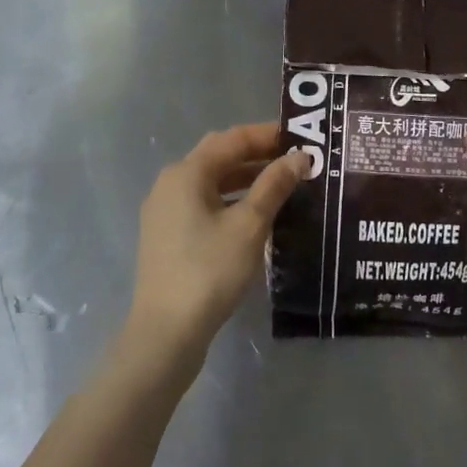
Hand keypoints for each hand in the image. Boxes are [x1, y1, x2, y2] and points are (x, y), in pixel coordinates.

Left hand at [125, 123, 305, 368]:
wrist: (166, 332)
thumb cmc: (210, 271)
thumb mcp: (250, 225)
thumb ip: (274, 186)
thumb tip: (299, 157)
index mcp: (186, 172)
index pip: (232, 139)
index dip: (267, 134)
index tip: (301, 137)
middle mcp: (171, 183)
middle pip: (219, 156)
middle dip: (257, 154)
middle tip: (295, 158)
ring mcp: (165, 210)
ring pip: (212, 181)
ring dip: (246, 178)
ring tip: (283, 185)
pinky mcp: (168, 235)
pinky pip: (204, 203)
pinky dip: (231, 200)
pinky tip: (256, 215)